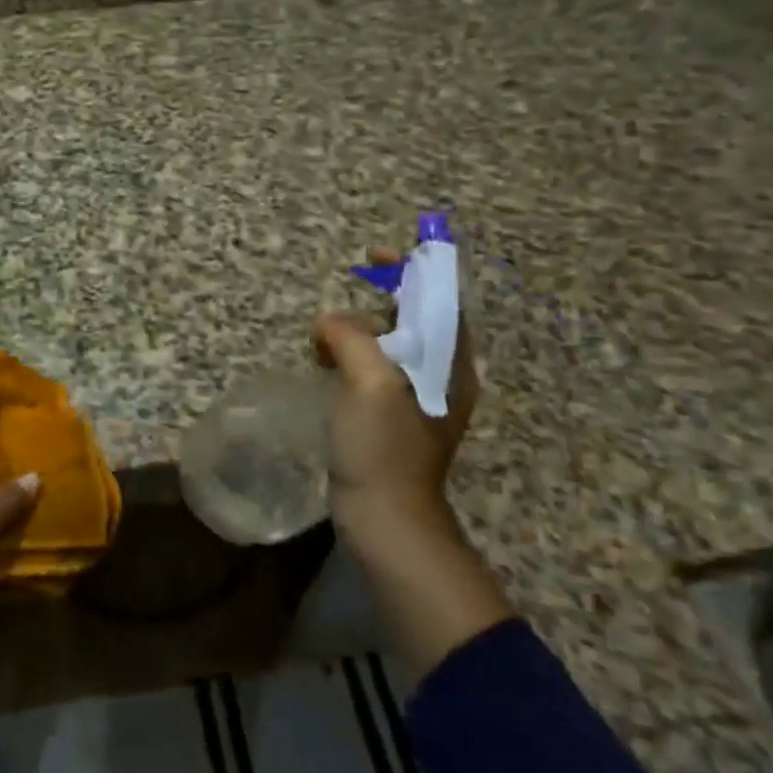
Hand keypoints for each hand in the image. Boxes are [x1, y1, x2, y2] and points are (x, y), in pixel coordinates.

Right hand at [313, 256, 477, 548]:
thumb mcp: (370, 383)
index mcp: (448, 365)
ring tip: (324, 341)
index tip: (379, 255)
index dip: (414, 271)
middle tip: (338, 304)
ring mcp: (415, 399)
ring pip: (389, 346)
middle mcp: (439, 377)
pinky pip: (373, 370)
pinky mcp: (391, 418)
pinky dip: (351, 358)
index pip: (439, 300)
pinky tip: (327, 366)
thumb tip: (329, 324)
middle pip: (414, 321)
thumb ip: (352, 338)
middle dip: (377, 303)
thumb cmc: (383, 448)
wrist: (386, 517)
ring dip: (358, 333)